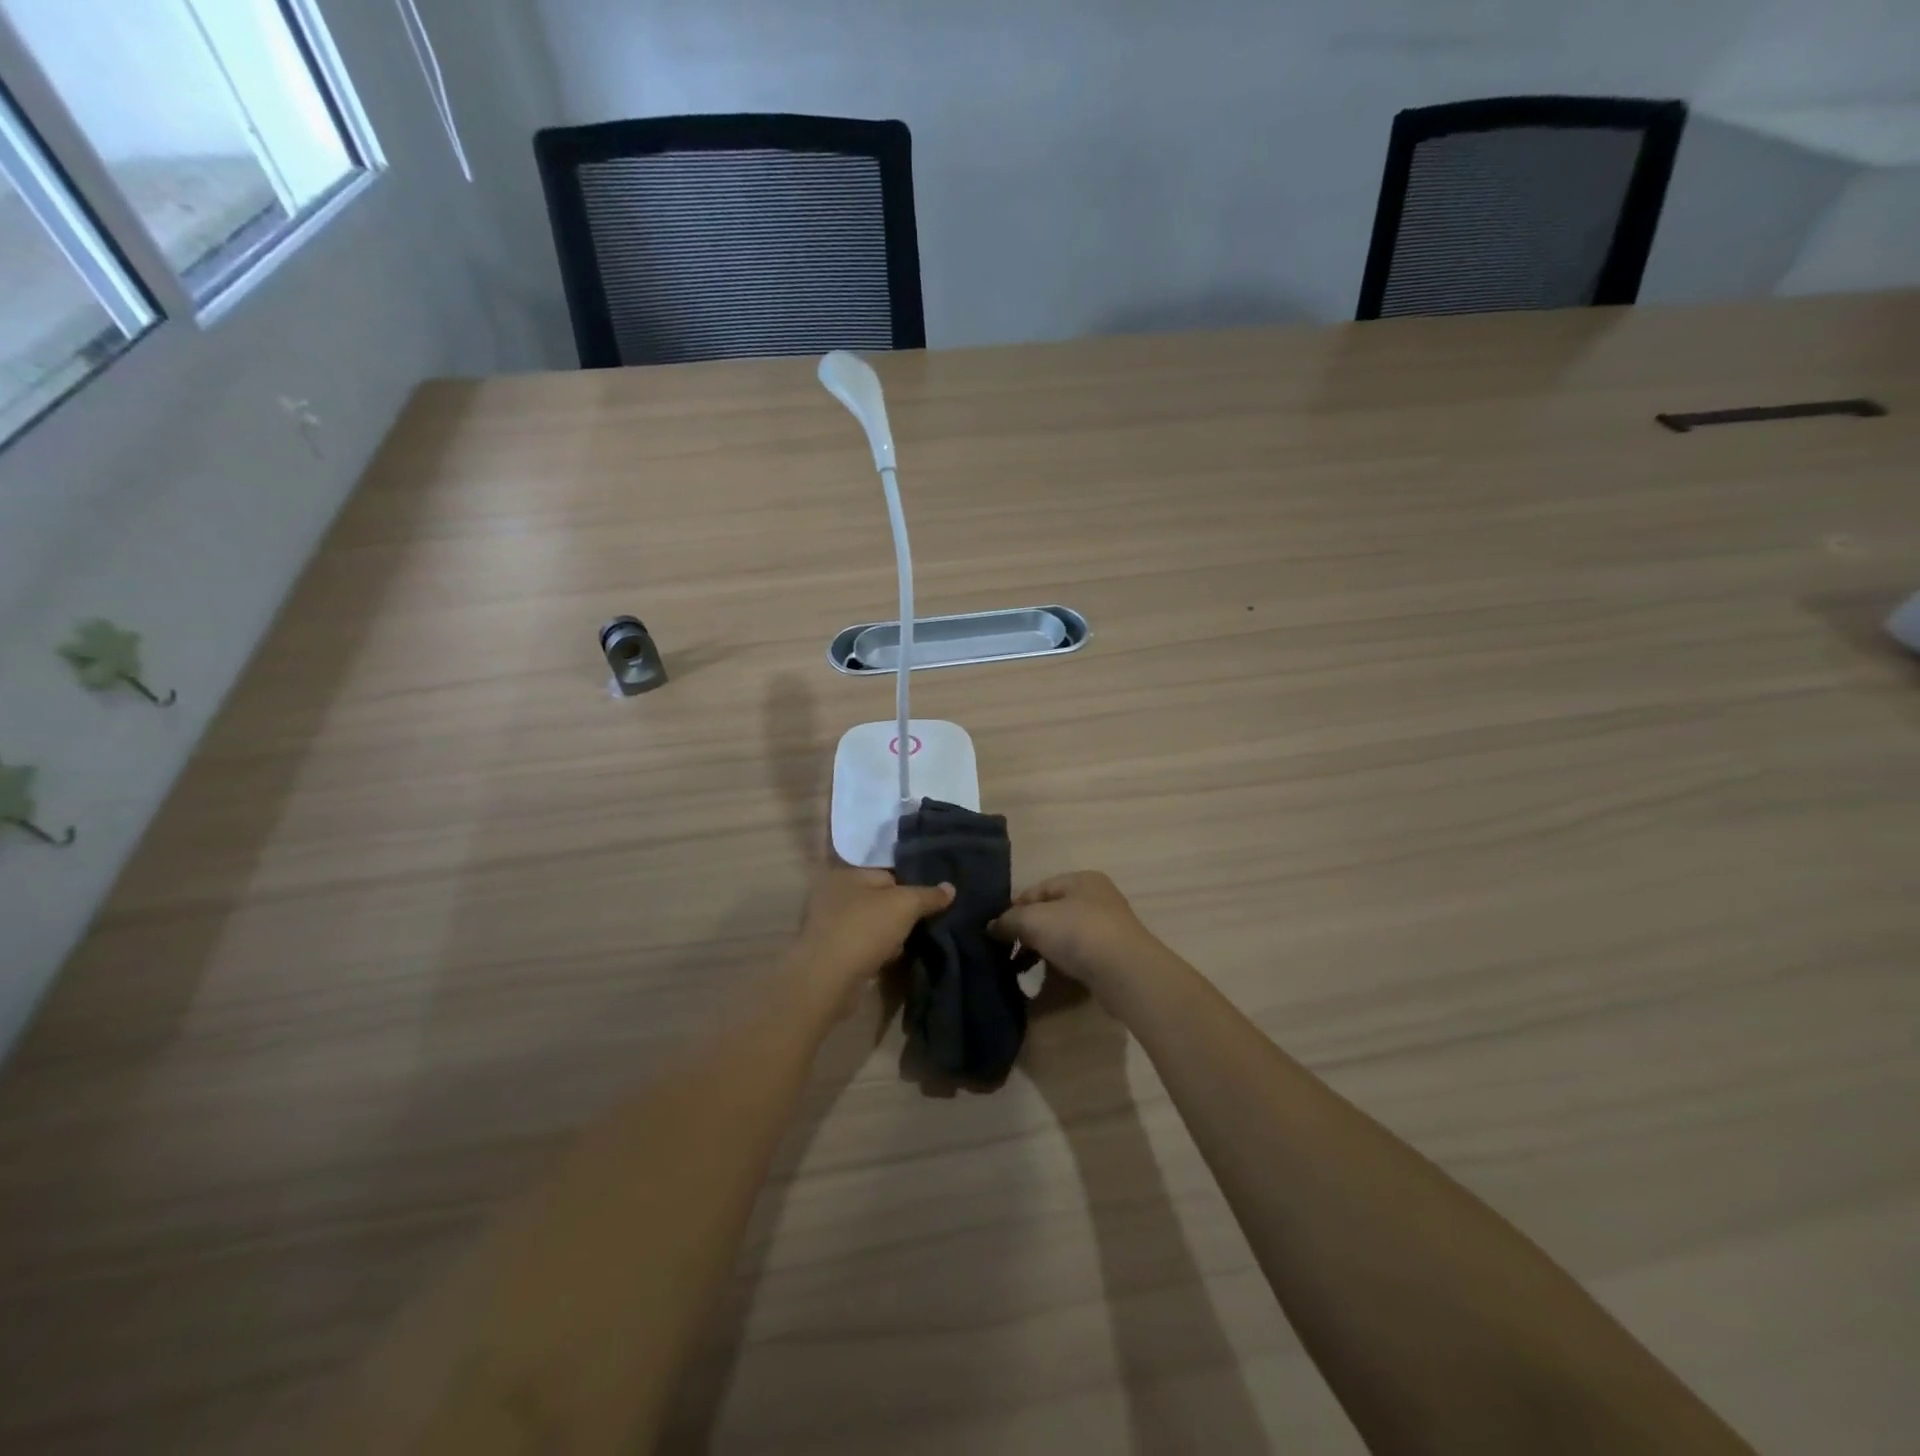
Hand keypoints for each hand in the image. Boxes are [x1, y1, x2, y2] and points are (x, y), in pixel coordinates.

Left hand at [790, 864, 953, 992]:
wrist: (827, 980)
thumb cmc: (865, 929)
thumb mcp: (905, 905)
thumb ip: (928, 895)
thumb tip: (951, 888)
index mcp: (847, 873)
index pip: (887, 872)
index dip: (912, 883)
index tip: (933, 899)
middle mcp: (833, 894)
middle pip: (879, 898)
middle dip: (902, 911)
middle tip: (927, 921)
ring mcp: (829, 925)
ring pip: (872, 923)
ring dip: (891, 933)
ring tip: (913, 942)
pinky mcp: (831, 952)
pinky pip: (863, 945)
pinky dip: (878, 951)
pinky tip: (893, 959)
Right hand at [990, 872, 1164, 994]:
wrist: (1125, 973)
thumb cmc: (1078, 932)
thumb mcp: (1034, 919)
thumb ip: (1009, 920)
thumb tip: (991, 927)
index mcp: (1081, 880)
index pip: (1037, 890)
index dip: (1014, 908)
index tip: (995, 931)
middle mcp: (1096, 900)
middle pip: (1050, 914)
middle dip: (1027, 932)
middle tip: (1005, 952)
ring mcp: (1106, 930)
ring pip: (1063, 937)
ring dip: (1040, 952)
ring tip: (1019, 970)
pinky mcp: (1111, 958)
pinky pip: (1076, 958)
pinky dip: (1058, 966)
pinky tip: (1043, 981)